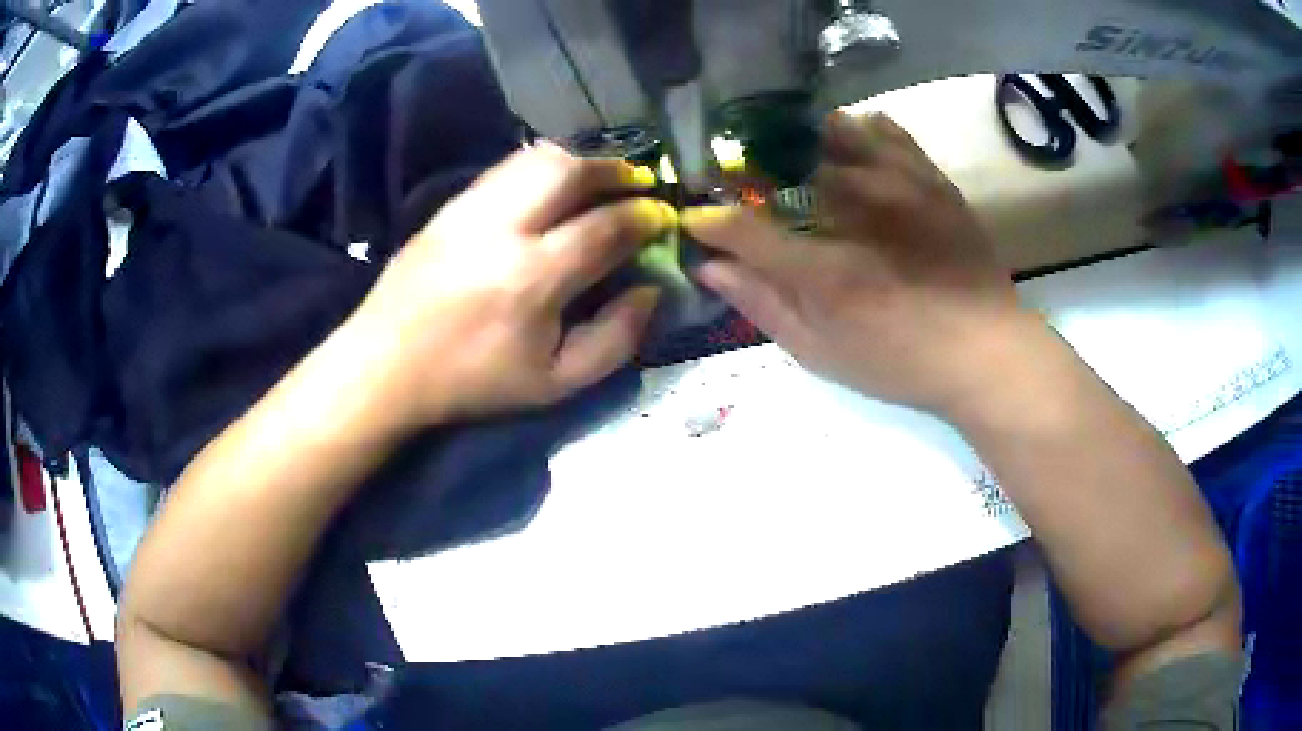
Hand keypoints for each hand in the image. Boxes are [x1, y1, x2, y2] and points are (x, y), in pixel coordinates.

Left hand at [351, 144, 675, 426]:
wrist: (386, 365)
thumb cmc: (473, 382)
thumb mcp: (555, 385)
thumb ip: (616, 339)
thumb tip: (650, 289)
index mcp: (532, 279)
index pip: (606, 226)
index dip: (644, 216)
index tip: (662, 217)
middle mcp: (502, 229)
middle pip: (571, 171)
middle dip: (616, 170)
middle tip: (638, 184)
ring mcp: (470, 209)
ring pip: (537, 158)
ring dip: (581, 161)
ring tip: (601, 179)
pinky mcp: (449, 205)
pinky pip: (507, 168)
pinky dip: (542, 167)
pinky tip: (553, 187)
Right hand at [684, 112, 1041, 415]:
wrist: (986, 350)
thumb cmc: (901, 362)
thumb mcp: (823, 353)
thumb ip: (764, 306)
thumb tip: (710, 268)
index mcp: (824, 270)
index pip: (740, 227)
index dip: (708, 221)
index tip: (697, 220)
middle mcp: (856, 212)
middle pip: (780, 165)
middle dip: (747, 170)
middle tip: (741, 184)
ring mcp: (897, 185)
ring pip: (829, 132)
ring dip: (799, 141)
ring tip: (792, 157)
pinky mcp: (929, 176)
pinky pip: (883, 129)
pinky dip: (857, 132)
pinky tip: (850, 150)